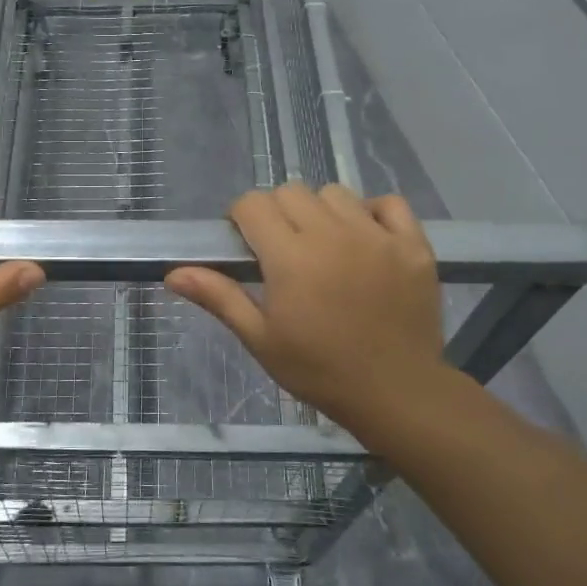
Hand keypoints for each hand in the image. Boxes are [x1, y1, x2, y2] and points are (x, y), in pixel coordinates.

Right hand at [165, 183, 453, 444]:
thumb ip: (219, 297)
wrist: (396, 393)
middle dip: (277, 213)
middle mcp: (333, 234)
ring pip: (336, 193)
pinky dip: (372, 213)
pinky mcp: (413, 244)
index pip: (252, 204)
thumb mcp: (261, 338)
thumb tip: (173, 273)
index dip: (242, 219)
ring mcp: (377, 236)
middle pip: (291, 192)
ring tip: (325, 247)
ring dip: (321, 212)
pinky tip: (366, 241)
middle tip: (283, 251)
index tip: (247, 246)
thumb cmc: (319, 370)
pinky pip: (388, 203)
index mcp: (290, 257)